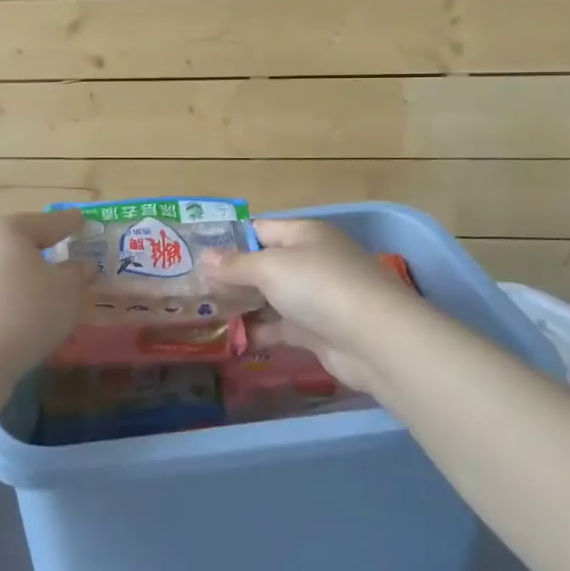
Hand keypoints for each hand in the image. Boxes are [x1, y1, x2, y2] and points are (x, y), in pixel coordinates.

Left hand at [0, 211, 93, 385]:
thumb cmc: (24, 313)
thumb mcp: (67, 291)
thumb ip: (77, 274)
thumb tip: (79, 267)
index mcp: (4, 229)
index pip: (47, 222)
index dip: (70, 223)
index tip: (83, 221)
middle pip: (19, 246)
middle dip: (45, 255)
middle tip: (69, 263)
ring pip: (3, 273)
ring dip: (25, 282)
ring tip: (48, 299)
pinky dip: (8, 304)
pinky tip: (22, 323)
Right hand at [203, 219, 446, 393]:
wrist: (374, 340)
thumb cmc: (319, 287)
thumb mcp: (270, 268)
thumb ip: (235, 265)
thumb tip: (203, 257)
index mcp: (304, 234)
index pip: (260, 229)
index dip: (230, 240)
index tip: (196, 255)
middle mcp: (312, 260)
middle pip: (265, 264)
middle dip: (233, 276)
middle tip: (195, 288)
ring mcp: (317, 297)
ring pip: (272, 297)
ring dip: (244, 306)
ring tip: (205, 314)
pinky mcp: (319, 330)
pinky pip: (282, 327)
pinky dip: (261, 332)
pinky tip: (233, 340)